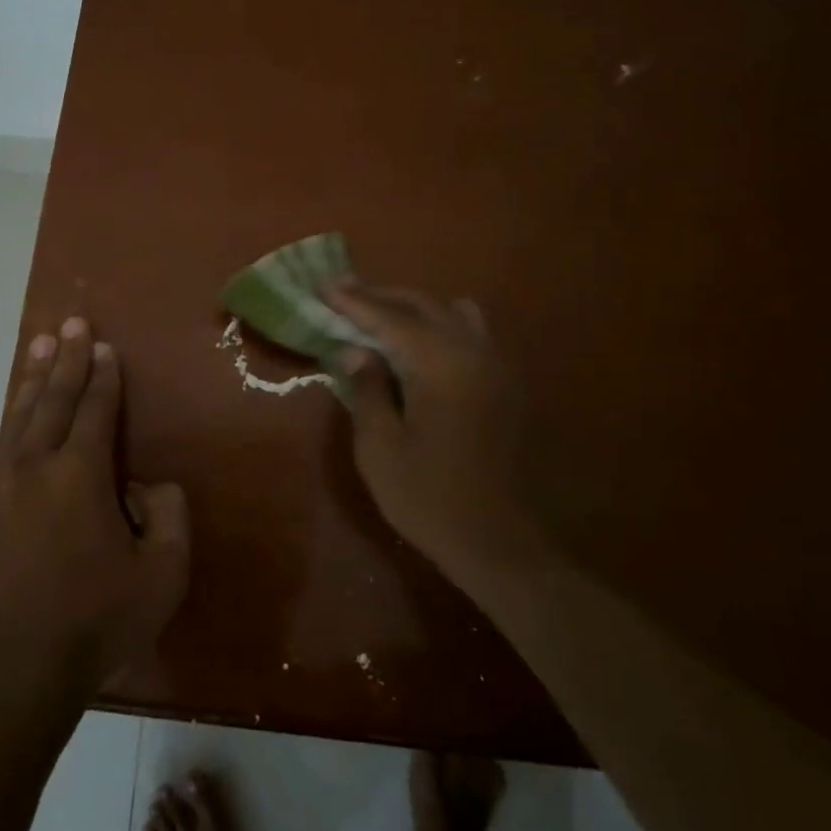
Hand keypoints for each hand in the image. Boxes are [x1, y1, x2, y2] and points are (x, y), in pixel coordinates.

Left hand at [0, 317, 190, 697]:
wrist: (8, 672)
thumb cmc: (94, 621)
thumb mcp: (162, 574)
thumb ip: (169, 516)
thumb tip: (147, 486)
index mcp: (80, 473)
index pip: (95, 409)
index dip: (102, 375)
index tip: (102, 346)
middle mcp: (35, 466)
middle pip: (52, 399)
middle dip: (65, 359)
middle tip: (69, 323)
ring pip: (18, 419)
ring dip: (32, 380)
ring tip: (37, 345)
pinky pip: (0, 455)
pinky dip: (13, 426)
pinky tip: (17, 424)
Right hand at [325, 282, 553, 589]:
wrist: (502, 545)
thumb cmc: (430, 498)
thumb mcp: (380, 447)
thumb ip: (368, 389)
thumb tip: (356, 350)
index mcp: (442, 363)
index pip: (390, 317)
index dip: (354, 301)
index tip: (324, 284)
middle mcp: (474, 353)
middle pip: (424, 305)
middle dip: (382, 296)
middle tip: (345, 293)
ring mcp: (496, 368)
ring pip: (454, 314)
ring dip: (415, 308)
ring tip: (382, 317)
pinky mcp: (506, 387)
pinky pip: (471, 336)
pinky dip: (440, 327)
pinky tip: (420, 350)